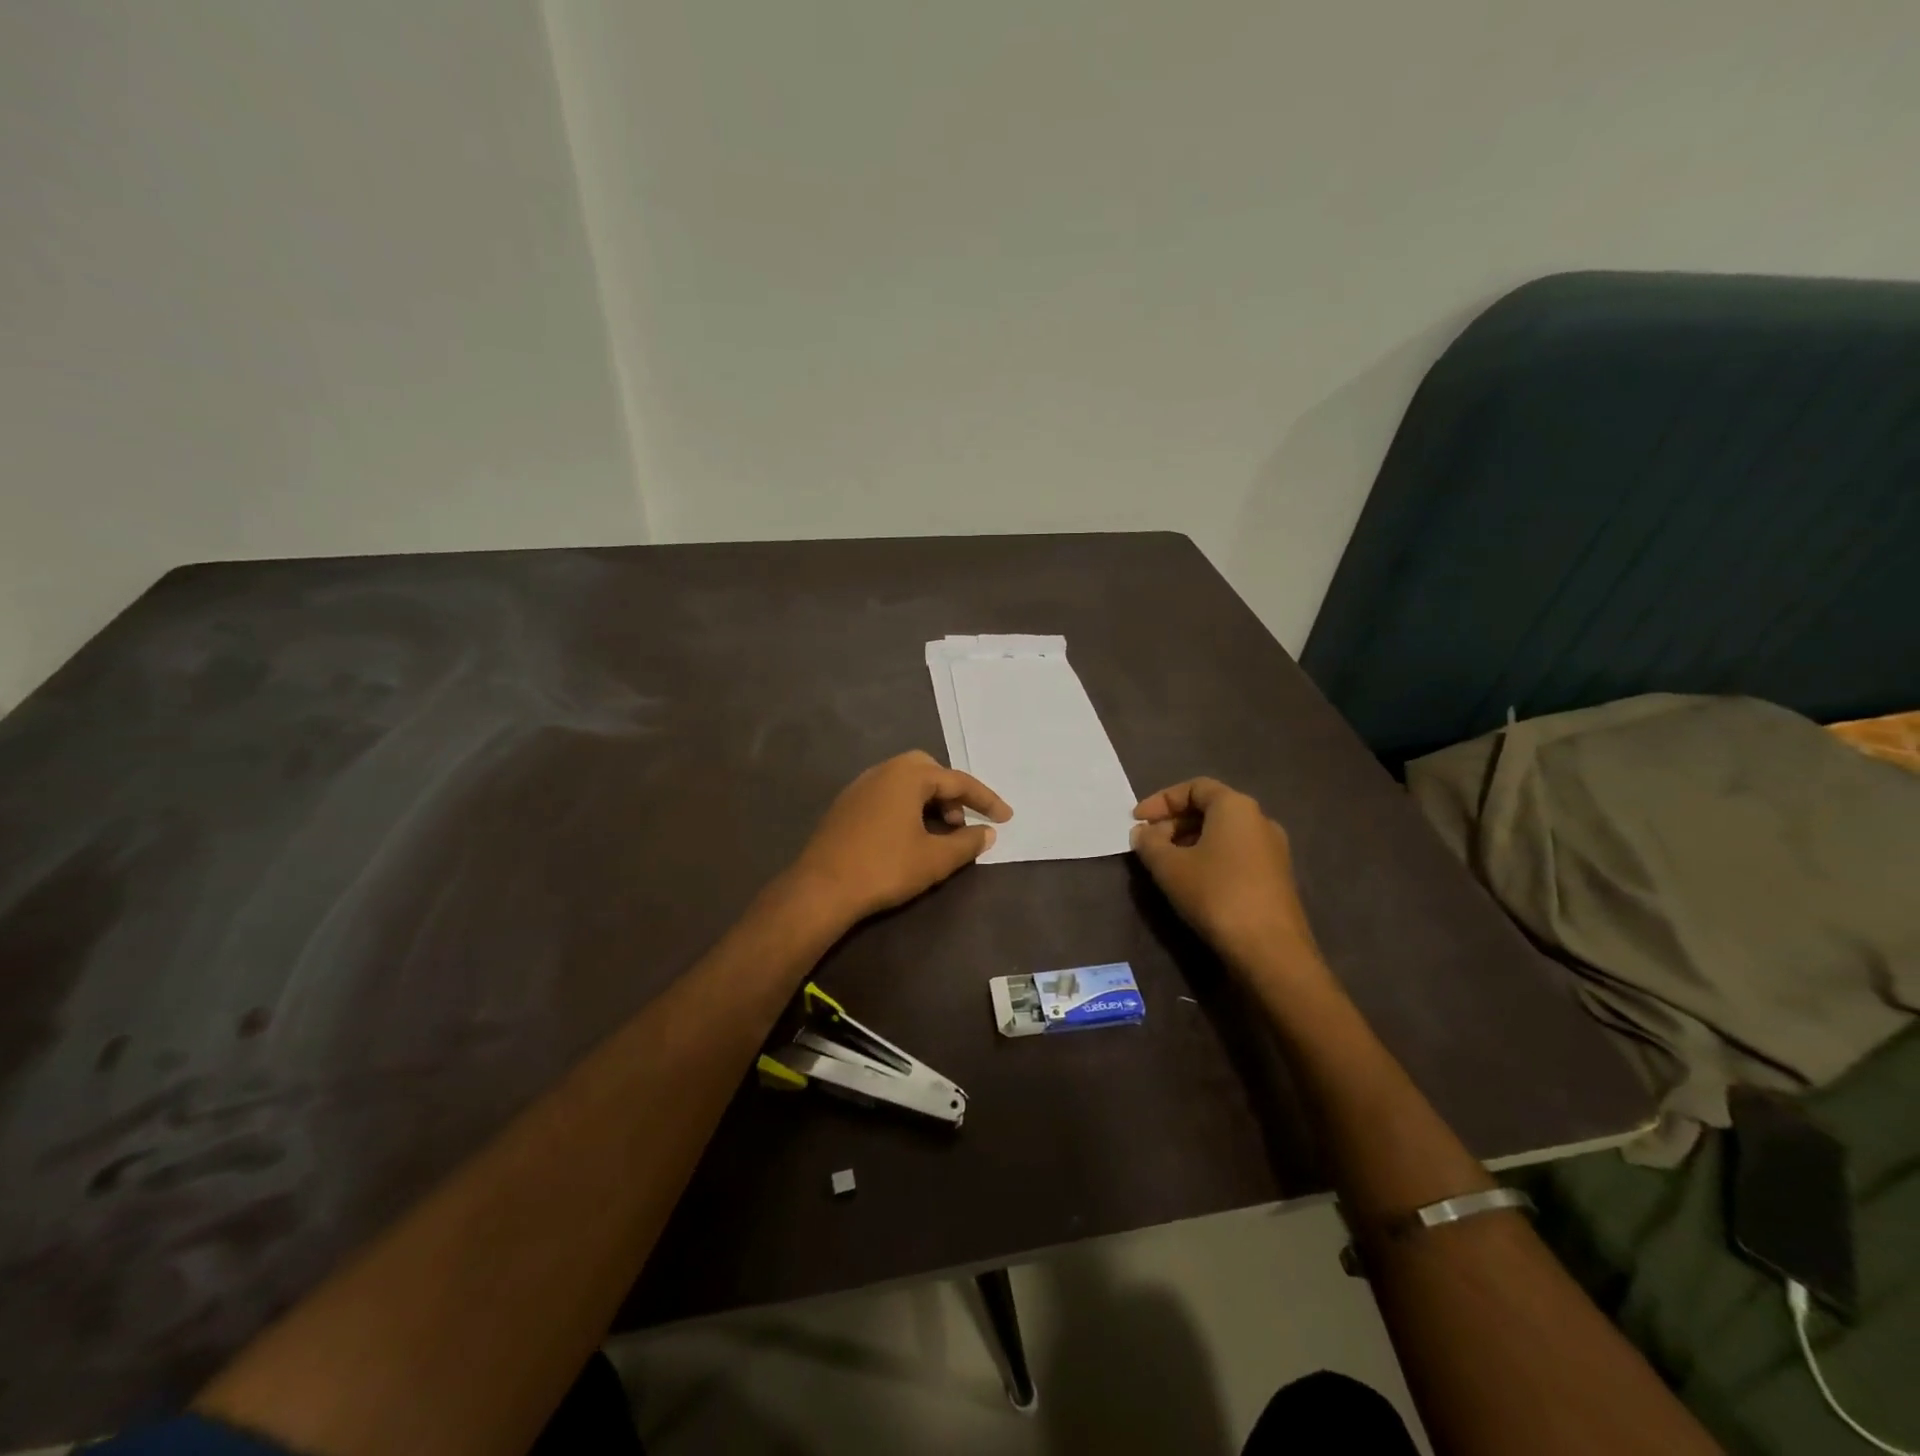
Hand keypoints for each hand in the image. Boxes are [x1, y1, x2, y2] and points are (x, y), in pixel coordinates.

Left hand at [791, 750, 1012, 925]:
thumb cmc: (884, 867)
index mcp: (907, 776)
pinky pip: (886, 795)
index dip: (985, 800)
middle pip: (928, 771)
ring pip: (905, 782)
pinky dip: (906, 807)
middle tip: (963, 820)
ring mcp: (860, 787)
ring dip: (929, 800)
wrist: (821, 889)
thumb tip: (987, 833)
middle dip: (952, 792)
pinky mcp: (846, 806)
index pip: (957, 781)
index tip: (1006, 818)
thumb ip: (966, 843)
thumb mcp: (934, 859)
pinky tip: (909, 836)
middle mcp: (883, 771)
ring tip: (940, 832)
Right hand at [1130, 777, 1321, 976]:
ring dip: (1189, 841)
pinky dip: (1209, 857)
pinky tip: (1192, 881)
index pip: (1194, 787)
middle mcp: (1259, 819)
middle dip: (1174, 822)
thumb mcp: (1169, 867)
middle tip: (1148, 844)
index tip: (1137, 821)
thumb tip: (1143, 833)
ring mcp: (1272, 849)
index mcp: (1236, 806)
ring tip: (1165, 864)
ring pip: (1223, 833)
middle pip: (1210, 808)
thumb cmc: (1216, 894)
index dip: (1161, 800)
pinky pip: (1236, 853)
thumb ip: (1149, 843)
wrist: (1270, 949)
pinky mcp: (1276, 876)